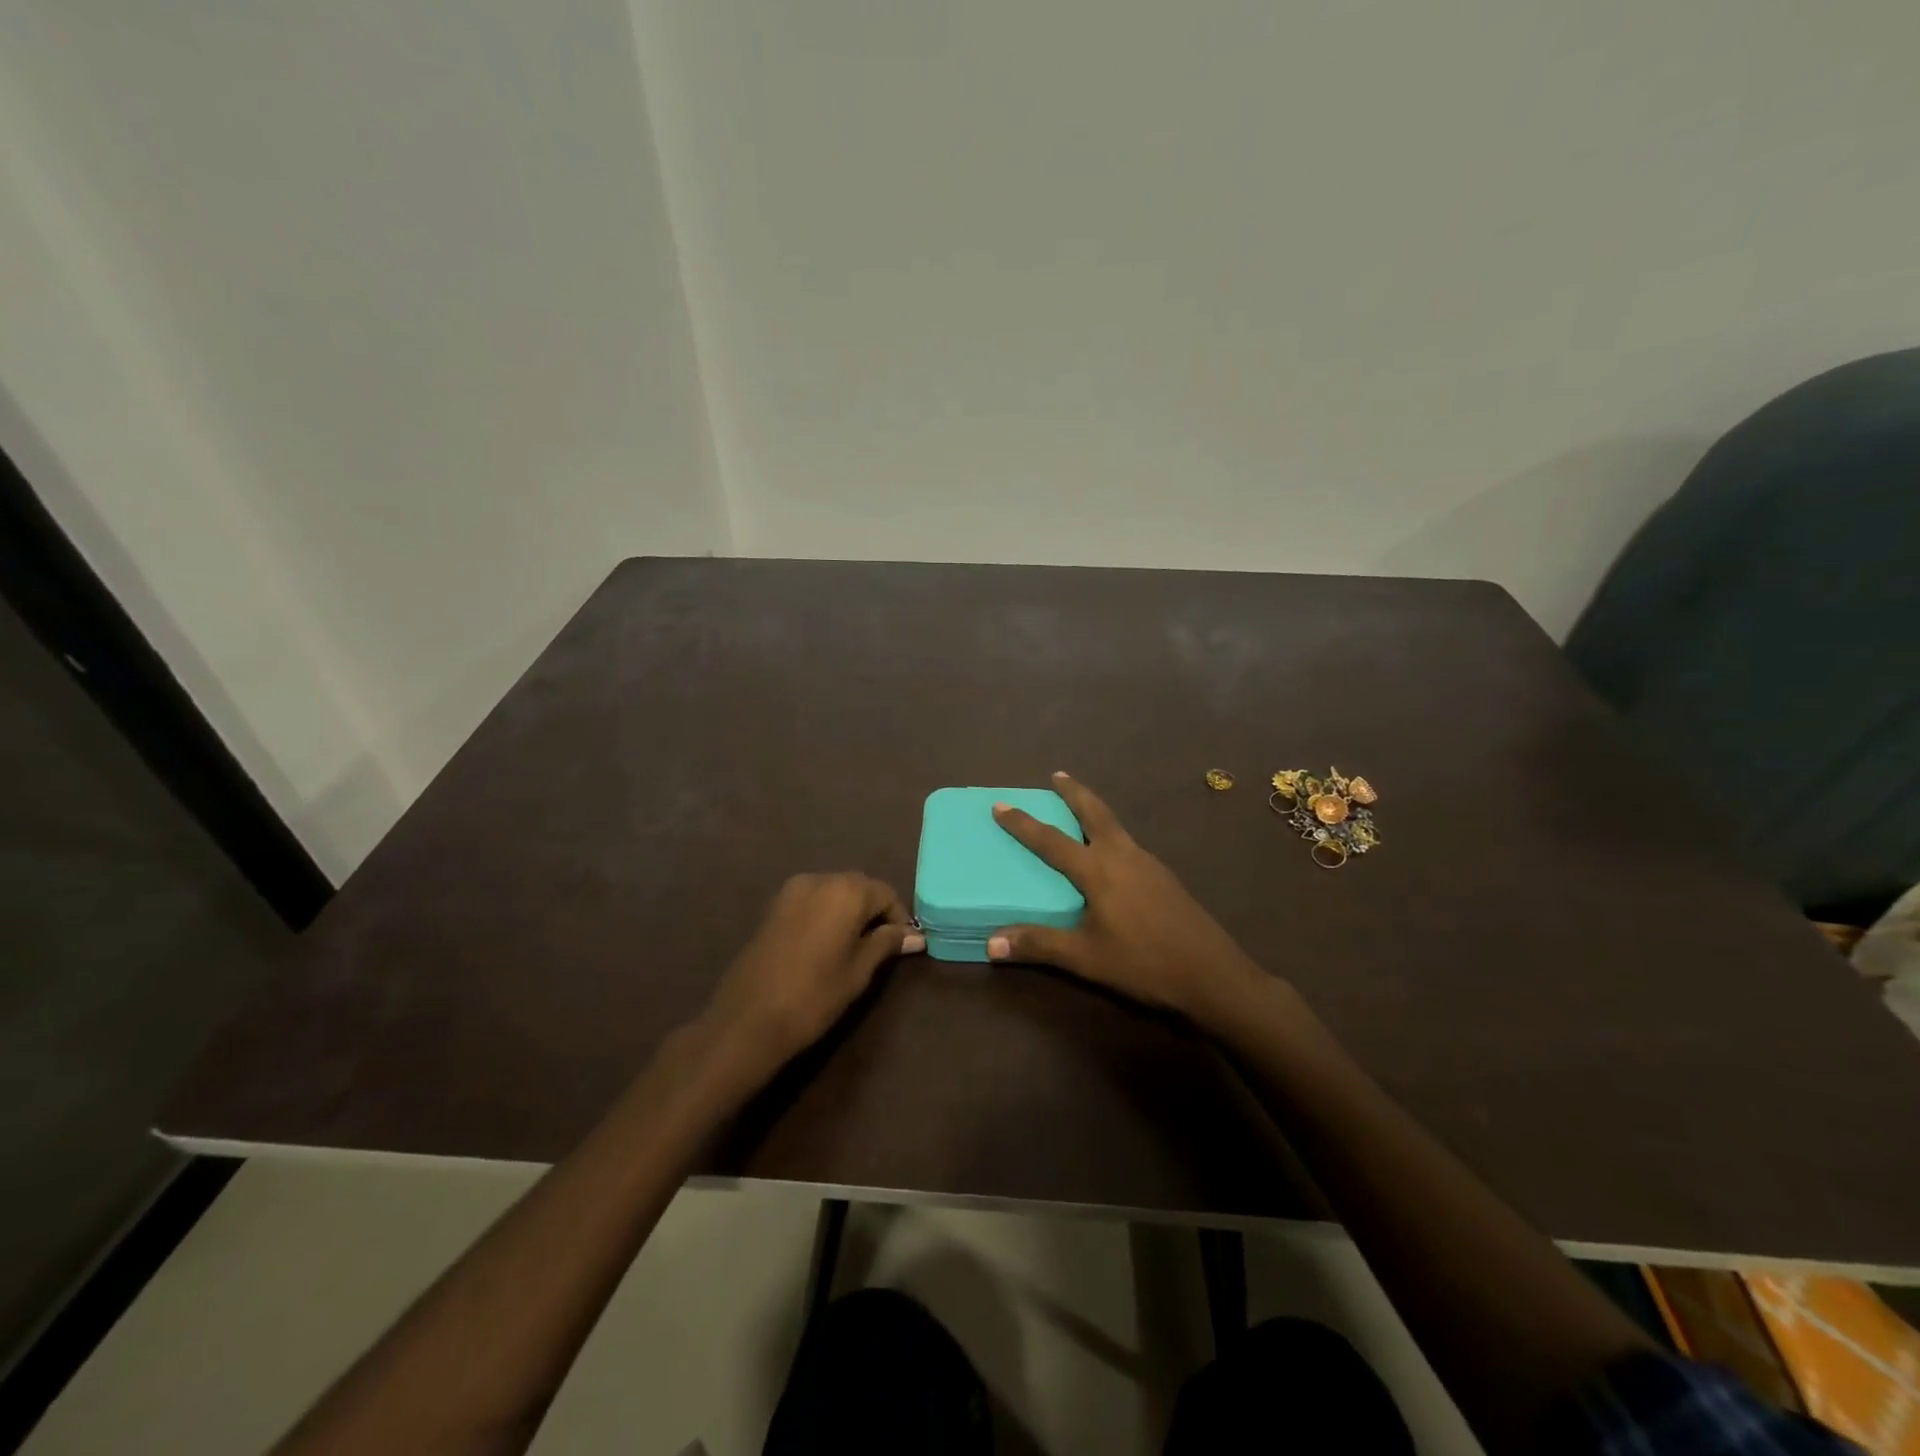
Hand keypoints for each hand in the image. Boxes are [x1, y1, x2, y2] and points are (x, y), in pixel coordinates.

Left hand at [701, 873, 922, 1070]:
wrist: (748, 1019)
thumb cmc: (814, 996)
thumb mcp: (859, 971)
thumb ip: (887, 944)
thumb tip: (916, 936)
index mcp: (846, 891)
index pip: (886, 893)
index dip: (899, 918)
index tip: (903, 946)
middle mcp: (820, 879)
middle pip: (859, 887)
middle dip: (874, 911)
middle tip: (881, 946)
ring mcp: (792, 890)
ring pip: (834, 891)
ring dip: (850, 910)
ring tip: (854, 946)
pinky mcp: (774, 906)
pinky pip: (812, 899)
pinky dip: (826, 913)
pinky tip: (826, 943)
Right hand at [989, 773, 1266, 1027]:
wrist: (1213, 975)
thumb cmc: (1144, 963)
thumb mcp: (1086, 958)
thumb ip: (1039, 945)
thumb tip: (991, 943)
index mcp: (1099, 870)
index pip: (1051, 840)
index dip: (1022, 823)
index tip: (1000, 804)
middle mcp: (1123, 856)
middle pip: (1094, 812)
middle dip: (1073, 792)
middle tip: (1057, 776)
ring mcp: (1148, 864)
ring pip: (1115, 825)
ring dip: (1094, 810)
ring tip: (1081, 806)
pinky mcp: (1164, 877)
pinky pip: (1128, 842)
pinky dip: (1111, 832)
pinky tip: (1112, 853)